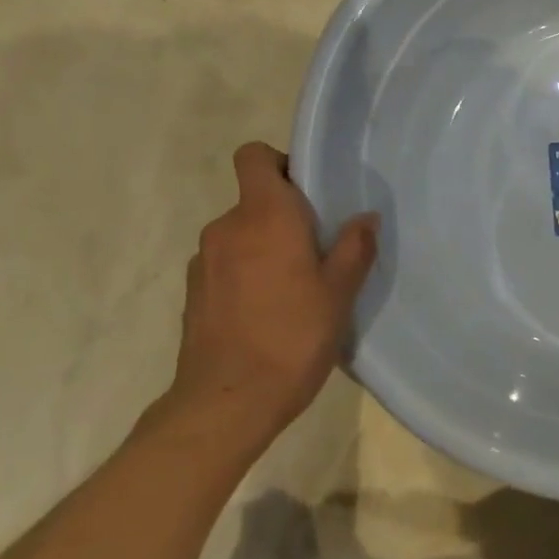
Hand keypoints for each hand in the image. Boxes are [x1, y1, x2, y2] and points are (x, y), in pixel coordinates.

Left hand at [168, 142, 378, 445]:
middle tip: (317, 250)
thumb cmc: (292, 337)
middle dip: (284, 215)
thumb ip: (354, 248)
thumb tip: (365, 218)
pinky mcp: (193, 292)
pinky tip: (266, 312)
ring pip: (241, 235)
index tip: (308, 193)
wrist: (227, 402)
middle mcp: (227, 227)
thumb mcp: (339, 293)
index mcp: (264, 215)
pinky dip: (245, 274)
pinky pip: (226, 264)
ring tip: (293, 288)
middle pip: (254, 199)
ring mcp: (203, 261)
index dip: (280, 163)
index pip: (254, 156)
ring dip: (264, 247)